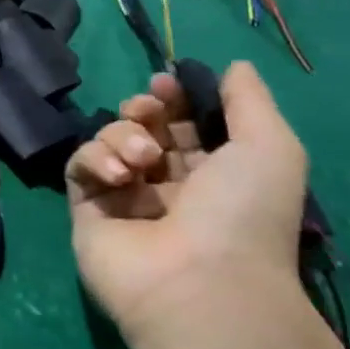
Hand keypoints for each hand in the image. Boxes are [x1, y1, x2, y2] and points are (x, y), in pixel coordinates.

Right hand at [66, 62, 308, 348]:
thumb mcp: (270, 147)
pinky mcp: (87, 212)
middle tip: (149, 112)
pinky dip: (94, 158)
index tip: (166, 83)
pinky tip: (118, 174)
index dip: (174, 99)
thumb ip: (249, 100)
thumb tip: (233, 66)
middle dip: (143, 110)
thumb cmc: (243, 214)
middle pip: (144, 128)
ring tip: (142, 159)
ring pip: (109, 141)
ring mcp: (125, 200)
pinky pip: (79, 166)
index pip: (184, 125)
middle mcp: (169, 186)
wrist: (198, 282)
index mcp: (215, 175)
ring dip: (123, 135)